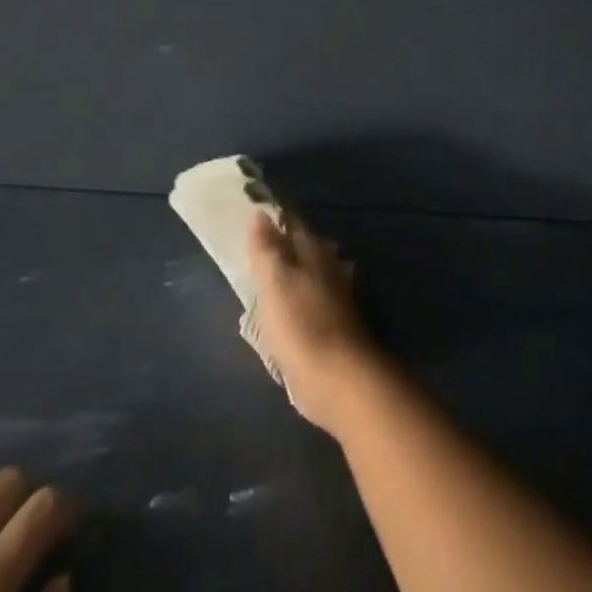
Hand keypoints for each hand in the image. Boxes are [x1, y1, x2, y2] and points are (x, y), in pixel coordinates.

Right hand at [248, 212, 383, 434]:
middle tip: (255, 250)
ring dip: (291, 275)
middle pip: (303, 251)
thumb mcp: (275, 283)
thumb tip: (260, 213)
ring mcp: (335, 298)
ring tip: (265, 279)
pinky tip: (284, 311)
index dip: (274, 222)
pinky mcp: (334, 327)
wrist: (338, 379)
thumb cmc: (301, 326)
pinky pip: (310, 303)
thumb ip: (267, 249)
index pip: (294, 226)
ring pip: (309, 276)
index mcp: (315, 253)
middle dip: (283, 248)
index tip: (253, 220)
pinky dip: (296, 302)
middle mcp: (329, 269)